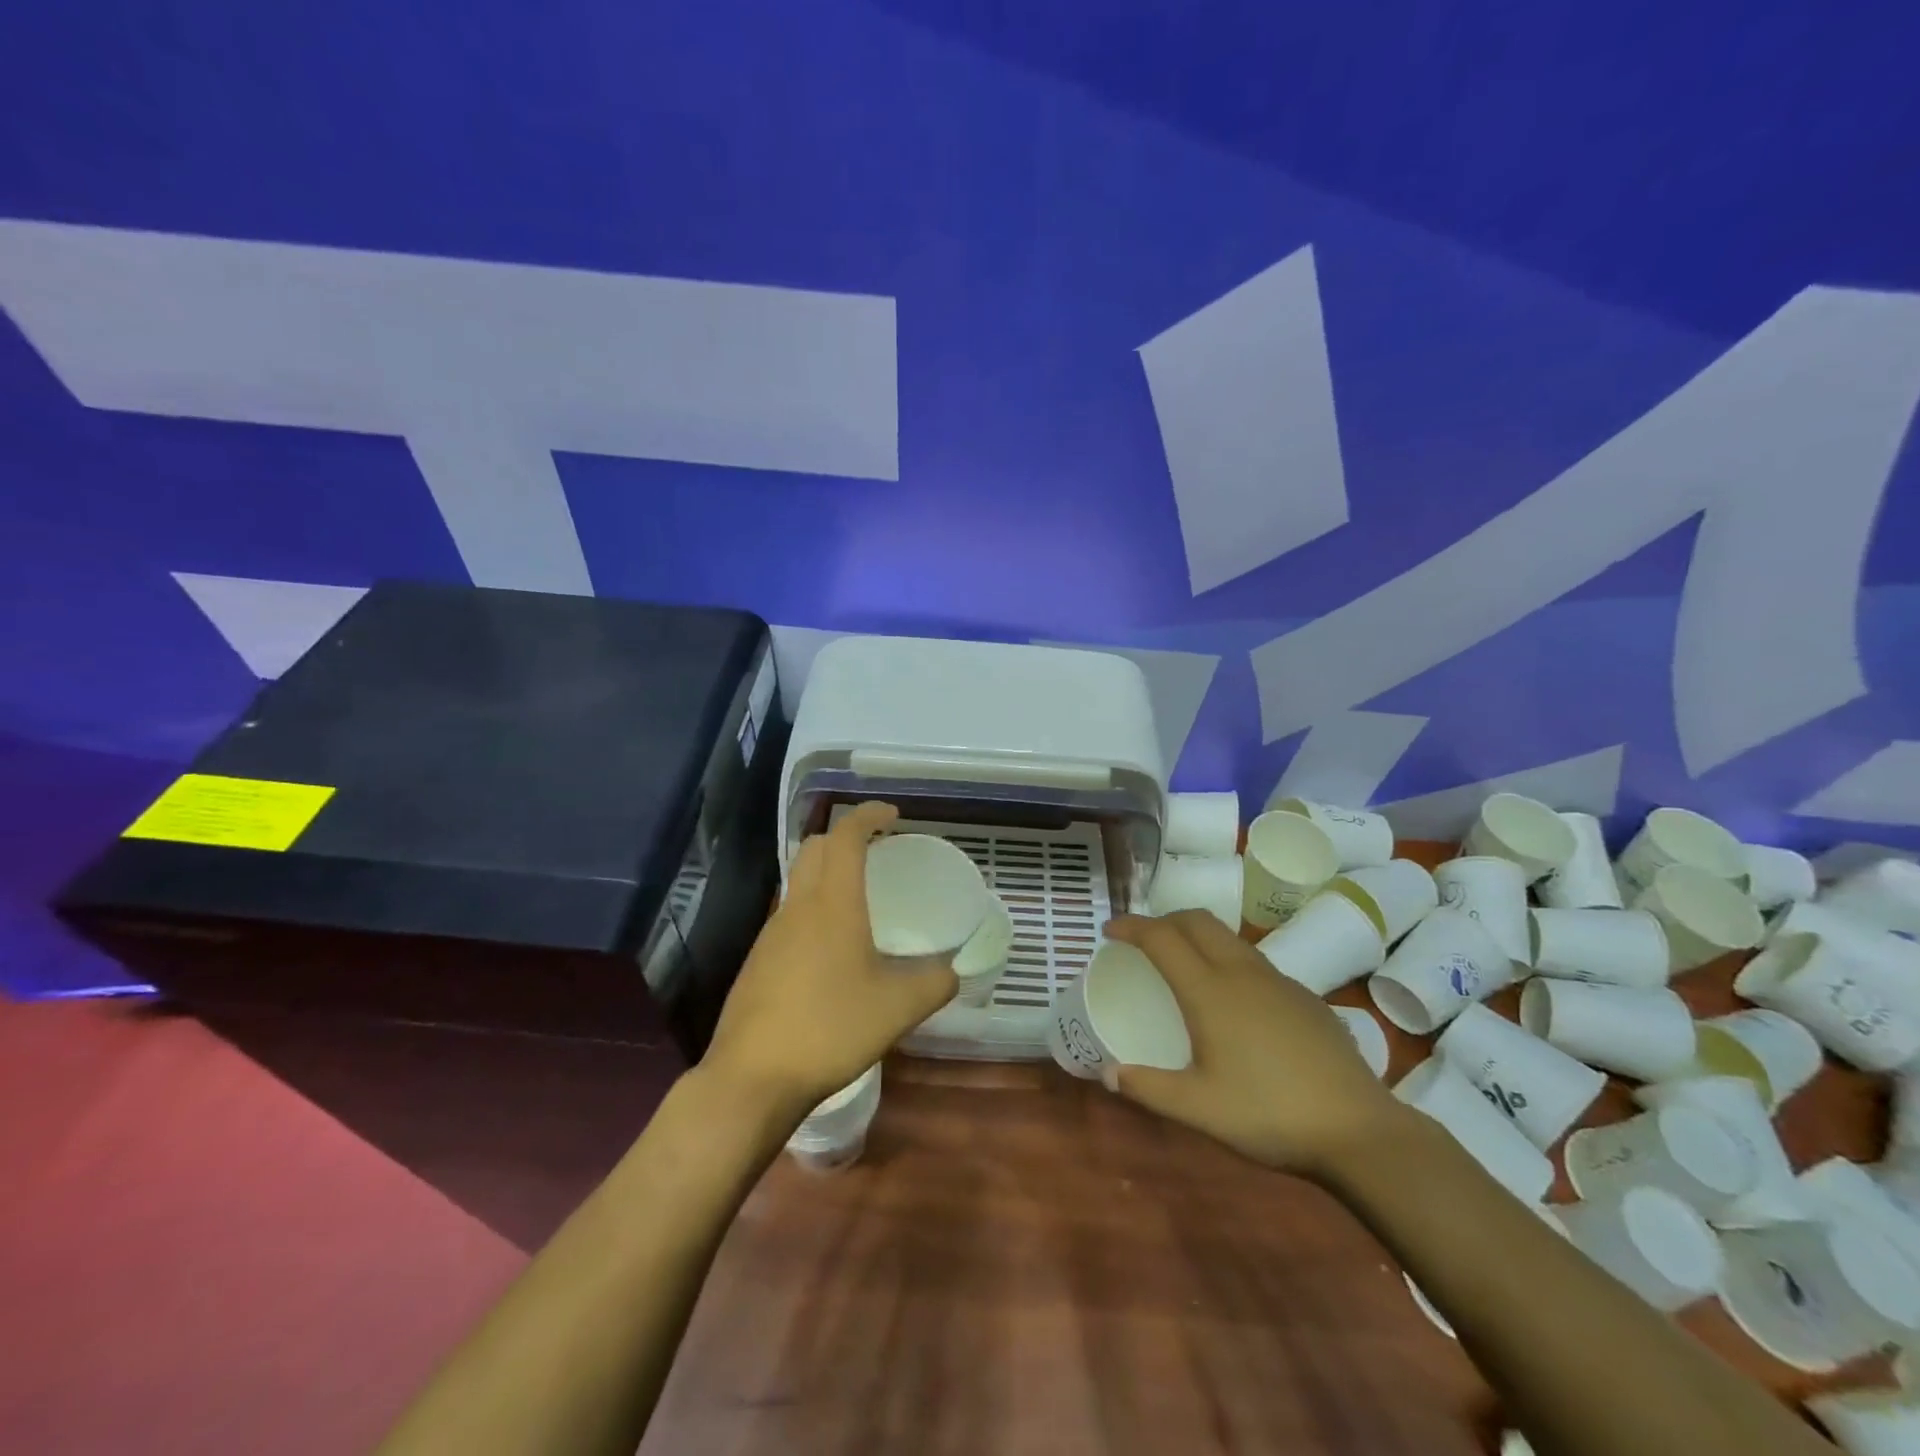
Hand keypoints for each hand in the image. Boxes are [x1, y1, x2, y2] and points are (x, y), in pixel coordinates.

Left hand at [703, 802, 958, 1124]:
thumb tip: (953, 972)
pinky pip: (789, 915)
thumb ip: (934, 984)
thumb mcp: (898, 1008)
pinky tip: (831, 948)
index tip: (893, 815)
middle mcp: (797, 907)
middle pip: (815, 848)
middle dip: (845, 837)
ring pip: (798, 881)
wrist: (752, 1077)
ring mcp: (771, 933)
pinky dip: (813, 908)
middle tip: (877, 851)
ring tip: (859, 899)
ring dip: (827, 873)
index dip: (868, 815)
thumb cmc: (830, 1028)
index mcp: (832, 903)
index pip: (845, 836)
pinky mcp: (757, 960)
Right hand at [1100, 911, 1408, 1175]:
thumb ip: (1149, 1089)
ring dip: (1198, 937)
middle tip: (1144, 940)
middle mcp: (1242, 973)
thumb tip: (1109, 1074)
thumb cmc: (1269, 1114)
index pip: (1161, 938)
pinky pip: (1255, 962)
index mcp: (1209, 991)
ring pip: (1229, 938)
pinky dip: (1229, 961)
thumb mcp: (1199, 1109)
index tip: (1109, 930)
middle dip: (1165, 920)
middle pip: (1197, 921)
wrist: (1359, 1131)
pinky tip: (1235, 1002)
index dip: (1131, 926)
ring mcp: (1279, 982)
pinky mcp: (1306, 997)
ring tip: (1185, 964)